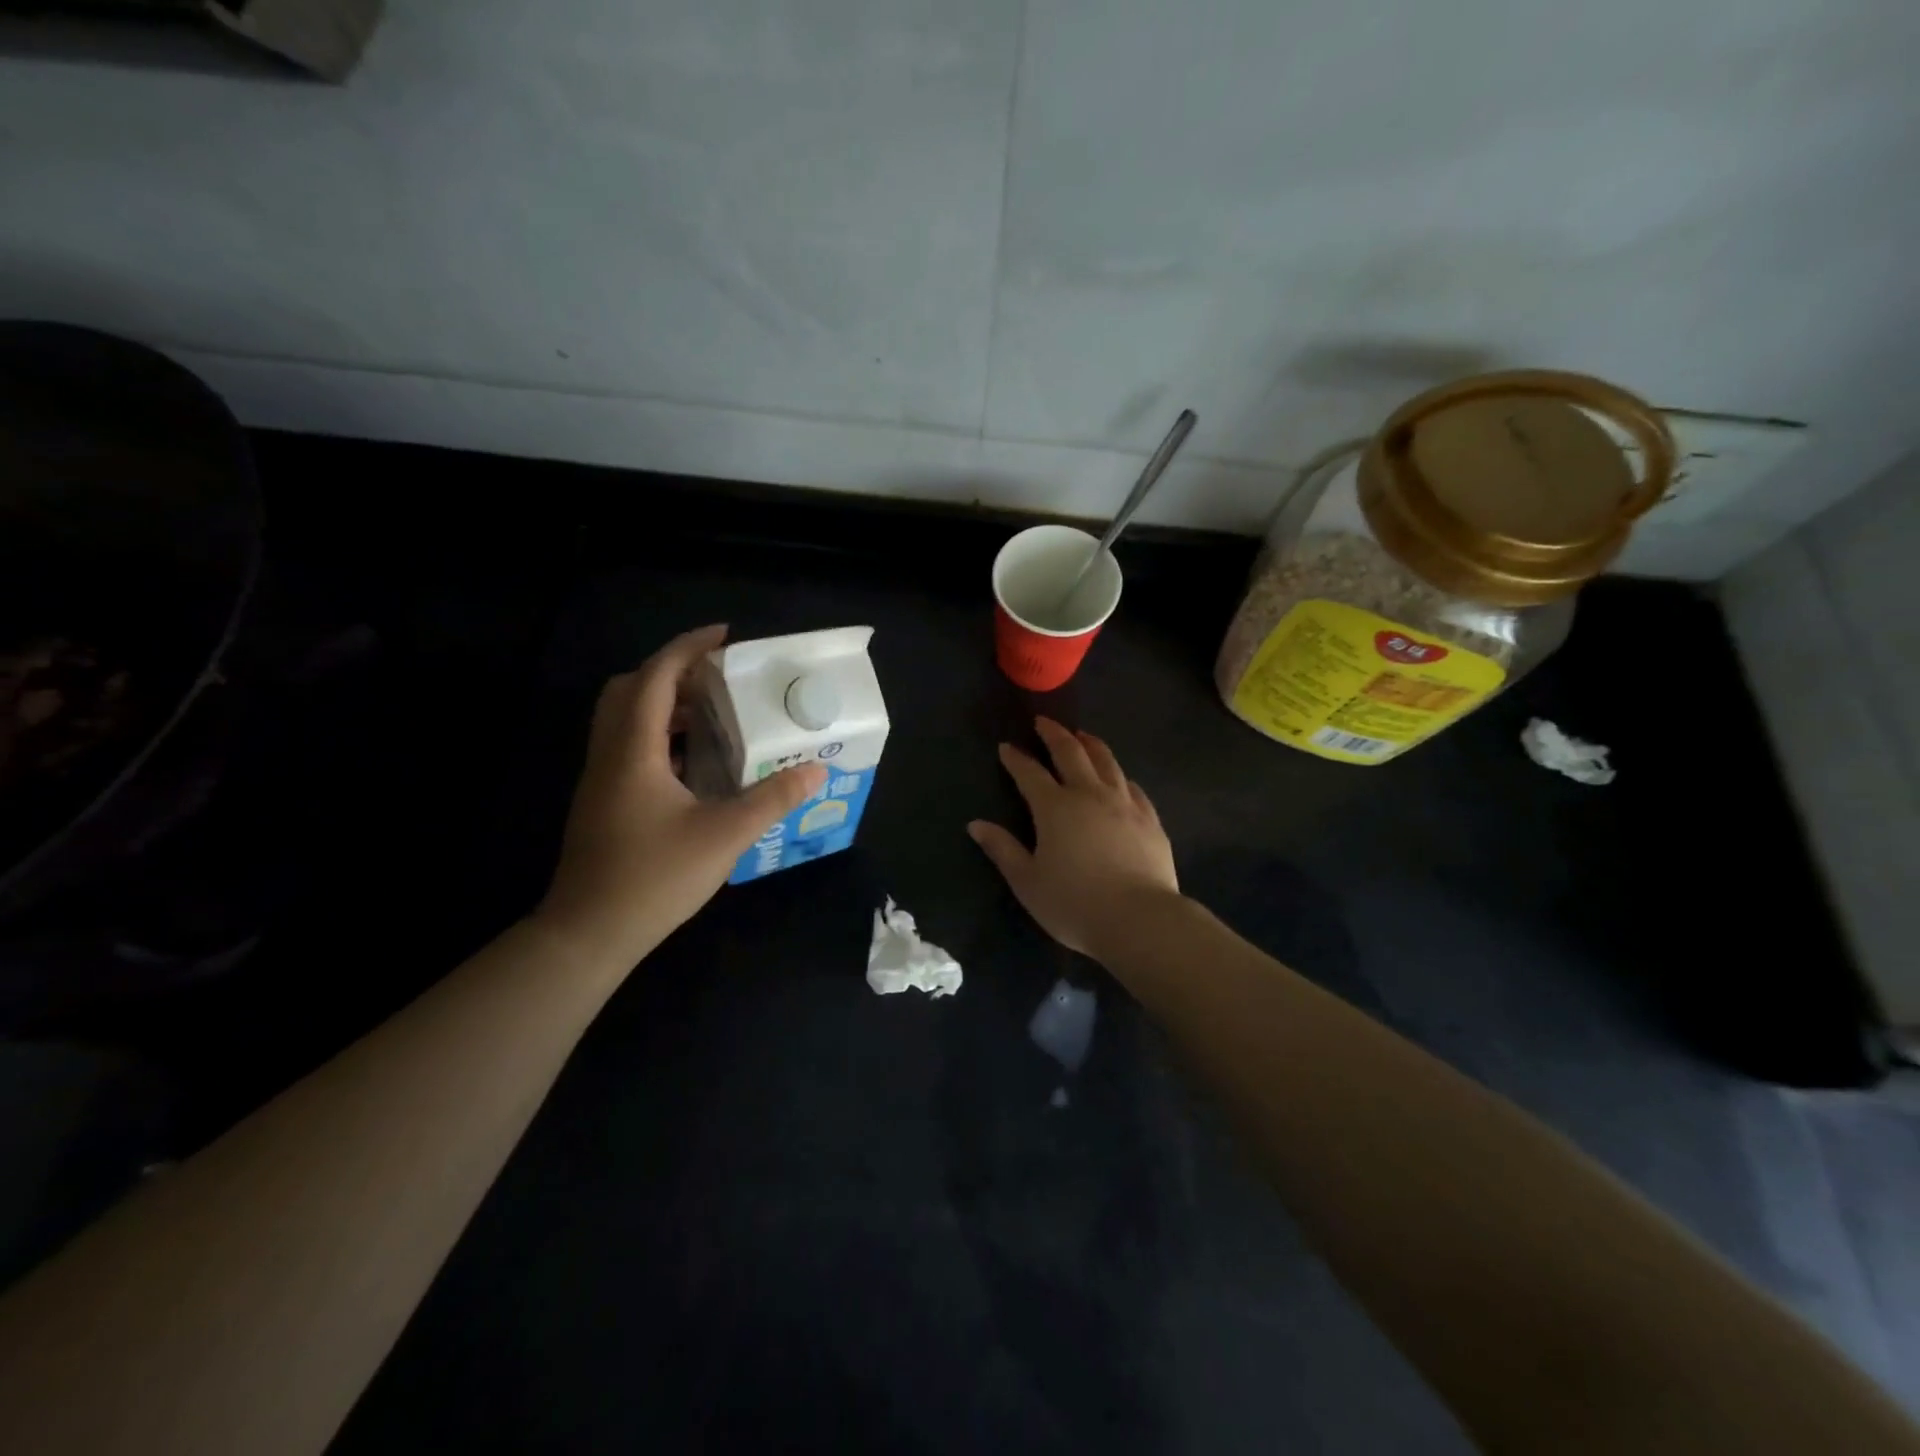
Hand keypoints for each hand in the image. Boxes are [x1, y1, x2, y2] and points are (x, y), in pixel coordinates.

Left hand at [536, 625, 825, 965]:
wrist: (589, 932)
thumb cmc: (654, 877)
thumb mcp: (725, 836)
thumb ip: (772, 799)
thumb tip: (815, 770)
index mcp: (634, 750)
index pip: (656, 677)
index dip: (688, 648)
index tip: (725, 636)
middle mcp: (610, 754)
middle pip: (631, 689)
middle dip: (672, 672)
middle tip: (716, 678)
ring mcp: (601, 779)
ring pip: (625, 719)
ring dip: (665, 705)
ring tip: (714, 714)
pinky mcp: (602, 801)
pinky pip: (628, 747)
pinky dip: (660, 736)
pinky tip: (694, 762)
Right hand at [968, 717, 1179, 958]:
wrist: (1139, 919)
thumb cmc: (1074, 903)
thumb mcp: (1027, 881)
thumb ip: (1003, 850)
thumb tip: (976, 825)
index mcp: (1054, 807)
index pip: (1029, 773)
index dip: (1016, 759)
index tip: (1006, 747)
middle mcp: (1089, 794)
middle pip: (1071, 753)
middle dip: (1054, 735)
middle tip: (1045, 722)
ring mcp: (1124, 803)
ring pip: (1107, 762)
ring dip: (1091, 744)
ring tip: (1083, 736)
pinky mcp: (1150, 819)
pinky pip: (1133, 786)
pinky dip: (1120, 775)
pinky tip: (1120, 777)